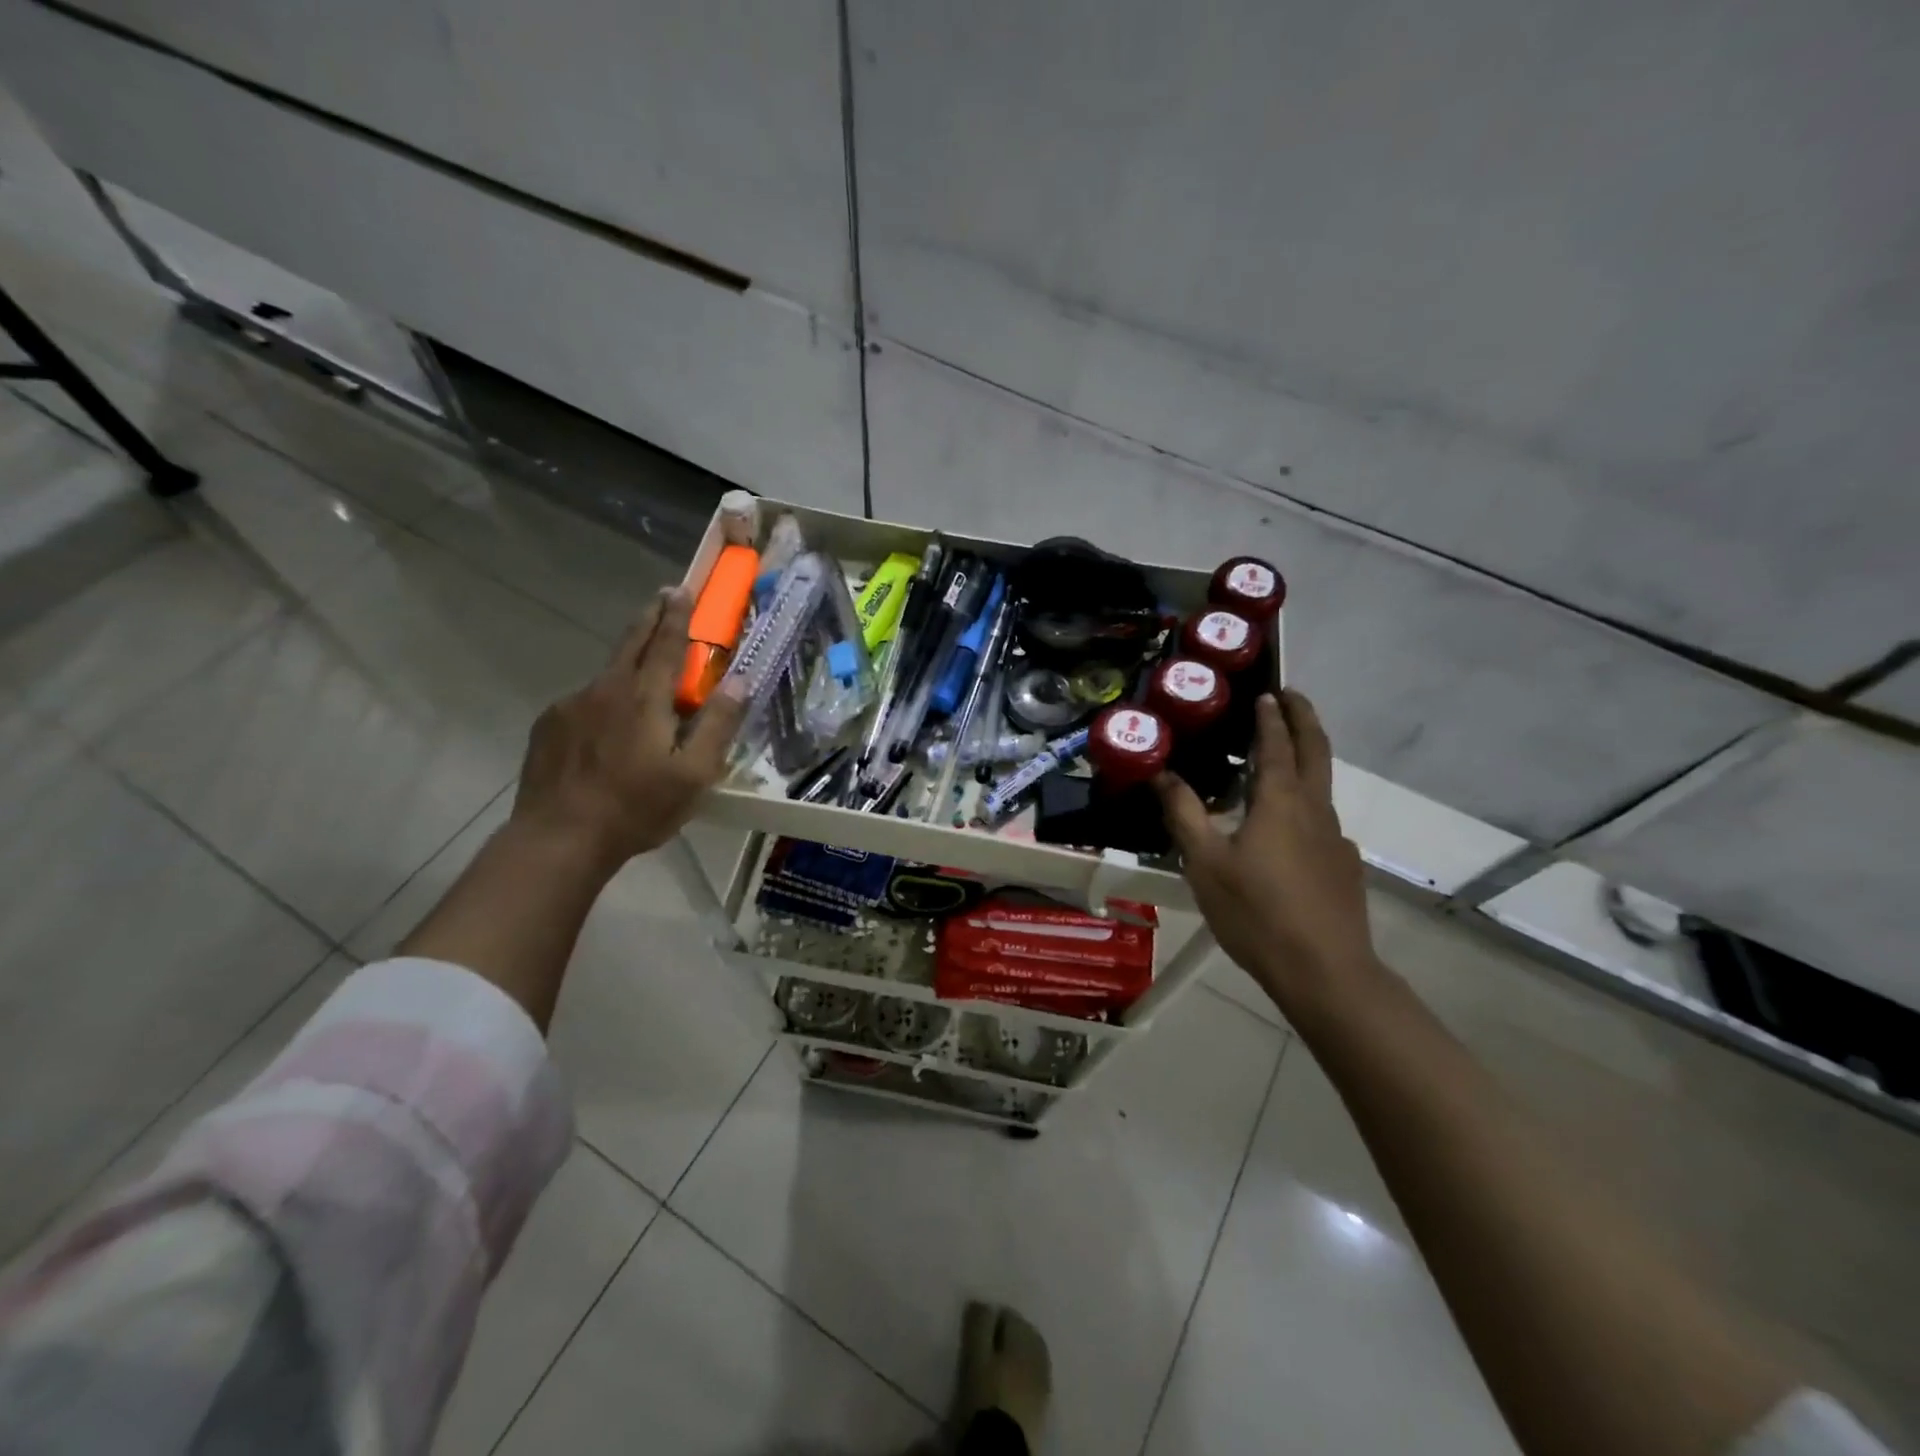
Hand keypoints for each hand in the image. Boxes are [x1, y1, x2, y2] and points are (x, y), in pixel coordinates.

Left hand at [511, 587, 745, 873]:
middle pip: (631, 642)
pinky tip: (606, 732)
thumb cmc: (637, 808)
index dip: (676, 614)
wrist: (559, 838)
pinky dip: (602, 703)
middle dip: (649, 618)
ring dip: (626, 667)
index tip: (681, 589)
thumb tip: (740, 681)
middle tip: (662, 598)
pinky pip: (584, 703)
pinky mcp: (549, 726)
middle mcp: (606, 689)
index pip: (665, 643)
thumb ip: (718, 724)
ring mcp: (571, 705)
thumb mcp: (694, 774)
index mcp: (645, 697)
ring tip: (640, 685)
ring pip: (607, 676)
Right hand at [1156, 690, 1383, 1024]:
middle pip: (1317, 751)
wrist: (1324, 971)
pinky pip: (1322, 821)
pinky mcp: (1343, 866)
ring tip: (1279, 760)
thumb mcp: (1205, 863)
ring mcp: (1336, 839)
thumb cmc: (1256, 912)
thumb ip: (1184, 814)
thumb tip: (1162, 774)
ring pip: (1322, 786)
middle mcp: (1315, 810)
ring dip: (1306, 759)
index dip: (1272, 717)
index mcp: (1281, 802)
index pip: (1278, 744)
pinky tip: (1286, 832)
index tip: (1268, 692)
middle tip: (1291, 697)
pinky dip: (1306, 803)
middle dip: (1305, 719)